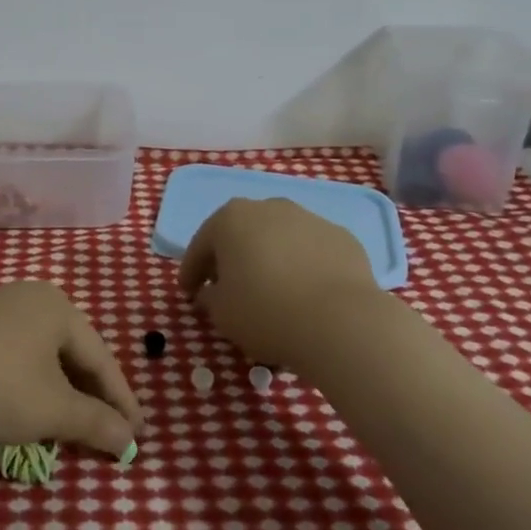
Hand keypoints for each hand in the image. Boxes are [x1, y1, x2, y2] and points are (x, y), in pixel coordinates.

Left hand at [0, 281, 143, 456]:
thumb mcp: (54, 410)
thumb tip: (129, 441)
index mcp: (58, 306)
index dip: (121, 400)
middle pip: (71, 351)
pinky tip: (26, 403)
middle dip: (89, 394)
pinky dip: (27, 379)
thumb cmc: (2, 385)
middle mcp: (28, 296)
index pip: (101, 358)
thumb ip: (97, 423)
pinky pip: (12, 351)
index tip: (137, 434)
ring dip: (58, 388)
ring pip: (40, 352)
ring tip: (68, 422)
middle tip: (107, 429)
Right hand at [179, 197, 384, 373]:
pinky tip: (306, 293)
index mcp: (230, 219)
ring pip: (279, 238)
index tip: (188, 292)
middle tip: (227, 287)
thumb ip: (209, 297)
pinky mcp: (342, 237)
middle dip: (231, 258)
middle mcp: (269, 207)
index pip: (201, 246)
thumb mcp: (221, 313)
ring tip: (271, 290)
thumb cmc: (266, 312)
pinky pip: (311, 251)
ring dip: (270, 258)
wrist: (342, 322)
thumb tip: (212, 292)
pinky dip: (303, 266)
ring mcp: (309, 219)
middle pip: (241, 233)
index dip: (191, 271)